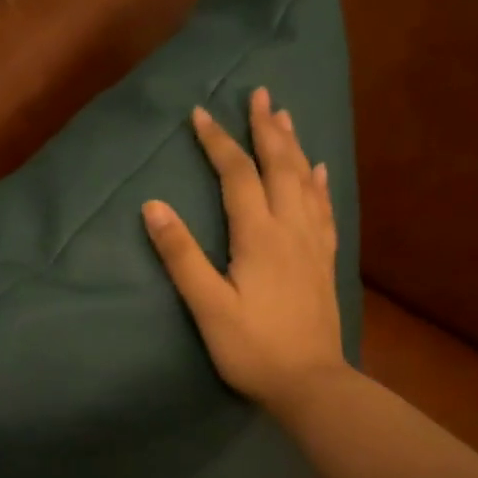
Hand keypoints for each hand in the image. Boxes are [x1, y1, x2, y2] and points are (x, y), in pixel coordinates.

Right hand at [142, 86, 348, 416]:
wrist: (311, 384)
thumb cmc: (253, 348)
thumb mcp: (208, 306)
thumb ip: (181, 256)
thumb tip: (153, 207)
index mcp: (258, 236)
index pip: (237, 175)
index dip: (218, 142)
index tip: (200, 113)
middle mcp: (290, 229)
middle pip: (279, 166)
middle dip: (266, 128)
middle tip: (260, 93)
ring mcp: (313, 244)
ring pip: (305, 181)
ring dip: (294, 146)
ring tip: (286, 116)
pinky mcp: (325, 261)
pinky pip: (324, 209)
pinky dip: (319, 183)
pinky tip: (320, 170)